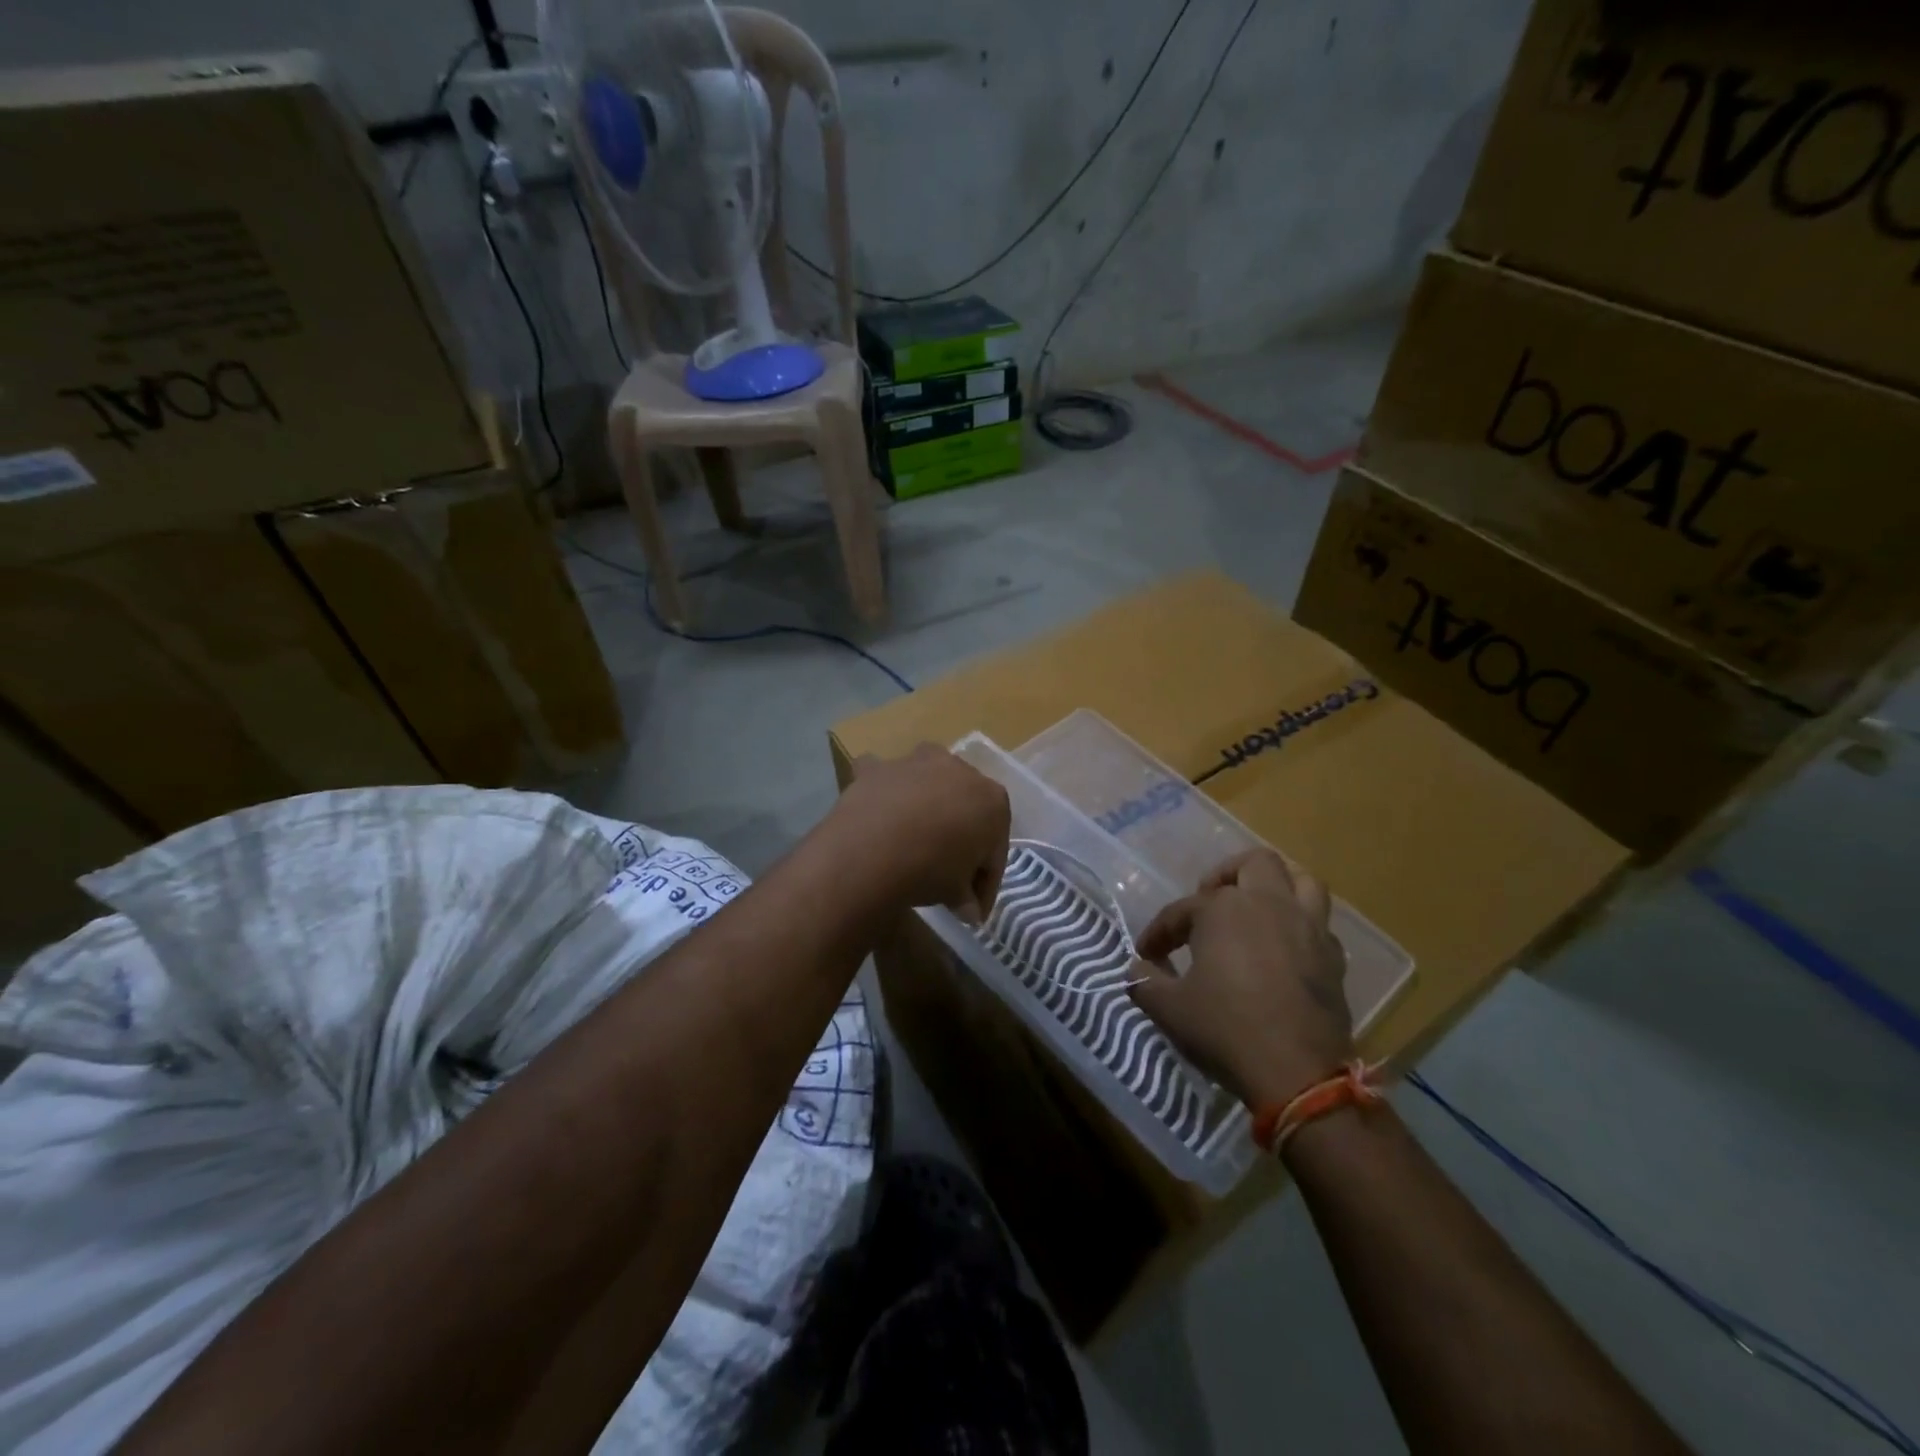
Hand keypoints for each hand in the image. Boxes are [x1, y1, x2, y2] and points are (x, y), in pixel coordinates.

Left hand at [838, 745, 1010, 918]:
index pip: (995, 849)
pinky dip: (884, 790)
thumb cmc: (930, 870)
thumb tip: (967, 909)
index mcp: (993, 800)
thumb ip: (967, 897)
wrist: (871, 851)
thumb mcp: (957, 893)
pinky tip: (877, 811)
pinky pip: (886, 778)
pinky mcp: (879, 766)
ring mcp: (918, 762)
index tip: (973, 907)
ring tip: (911, 842)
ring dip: (925, 805)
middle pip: (965, 810)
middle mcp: (961, 770)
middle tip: (946, 875)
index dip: (985, 881)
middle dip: (959, 838)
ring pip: (928, 784)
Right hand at [1128, 850, 1353, 1108]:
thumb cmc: (1225, 1029)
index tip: (1148, 955)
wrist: (1298, 1073)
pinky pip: (1320, 922)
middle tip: (1208, 900)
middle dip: (1226, 875)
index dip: (1159, 932)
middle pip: (1252, 865)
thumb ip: (1145, 981)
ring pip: (1301, 880)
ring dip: (1277, 885)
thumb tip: (1137, 968)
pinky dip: (1301, 925)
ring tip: (1257, 905)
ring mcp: (1307, 927)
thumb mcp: (1169, 1009)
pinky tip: (1285, 947)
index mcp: (1222, 909)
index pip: (1181, 911)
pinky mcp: (1333, 957)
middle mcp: (1268, 904)